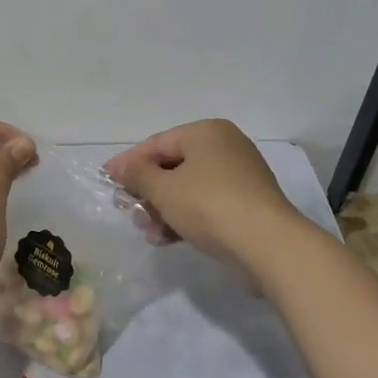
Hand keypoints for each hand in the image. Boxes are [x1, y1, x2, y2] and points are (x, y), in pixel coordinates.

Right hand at [105, 119, 302, 278]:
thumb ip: (138, 175)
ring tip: (150, 233)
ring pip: (189, 188)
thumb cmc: (210, 206)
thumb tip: (120, 166)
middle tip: (130, 212)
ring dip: (164, 209)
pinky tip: (170, 239)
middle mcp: (225, 146)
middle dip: (148, 192)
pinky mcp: (248, 204)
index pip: (157, 143)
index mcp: (207, 132)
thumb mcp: (164, 189)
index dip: (129, 162)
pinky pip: (207, 204)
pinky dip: (186, 217)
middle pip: (173, 166)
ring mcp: (240, 176)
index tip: (107, 180)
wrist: (269, 246)